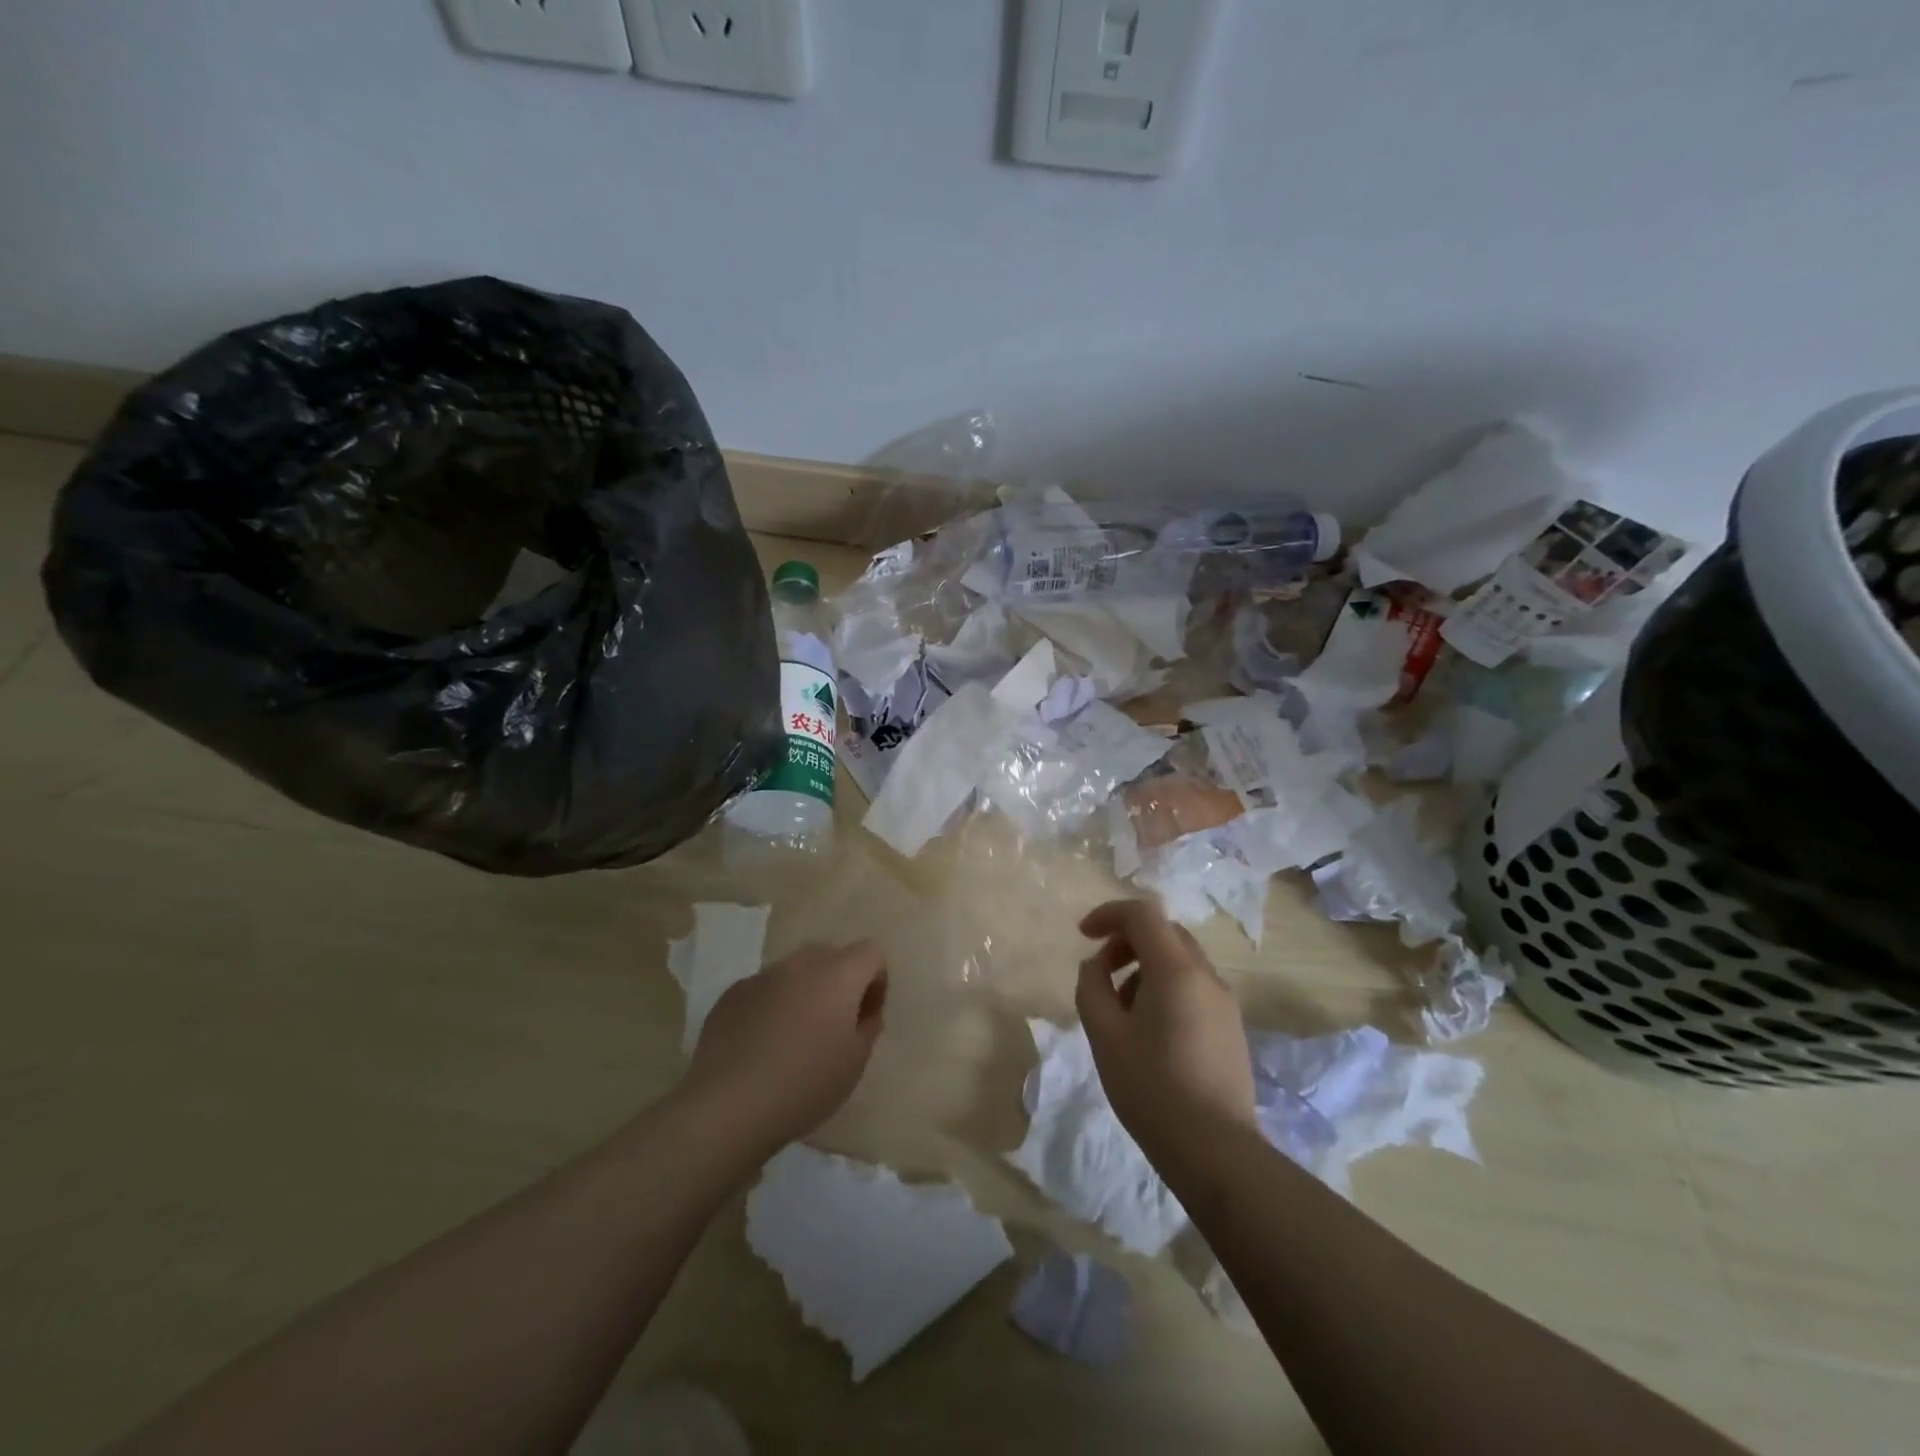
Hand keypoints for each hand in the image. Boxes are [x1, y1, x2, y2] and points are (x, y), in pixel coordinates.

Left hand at [681, 941, 887, 1158]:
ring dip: (804, 992)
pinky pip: (763, 989)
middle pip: (831, 956)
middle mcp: (801, 964)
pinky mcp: (732, 994)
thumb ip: (867, 1027)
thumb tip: (864, 1012)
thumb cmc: (805, 1084)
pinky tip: (761, 1044)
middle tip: (834, 1024)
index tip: (867, 1015)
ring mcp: (762, 976)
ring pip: (794, 972)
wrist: (729, 1106)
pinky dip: (771, 1005)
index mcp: (838, 975)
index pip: (871, 953)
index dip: (876, 980)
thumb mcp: (854, 1063)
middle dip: (840, 982)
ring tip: (795, 1036)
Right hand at [1075, 899, 1256, 1150]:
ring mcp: (1225, 1002)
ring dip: (1146, 966)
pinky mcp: (1232, 1028)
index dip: (1109, 914)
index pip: (1144, 914)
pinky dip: (1166, 987)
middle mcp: (1207, 976)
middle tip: (1101, 970)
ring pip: (1181, 960)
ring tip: (1120, 1007)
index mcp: (1176, 970)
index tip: (1083, 934)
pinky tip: (1149, 1030)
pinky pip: (1194, 987)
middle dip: (1128, 939)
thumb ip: (1092, 987)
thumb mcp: (1105, 1035)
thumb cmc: (1152, 1088)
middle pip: (1166, 933)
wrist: (1215, 1150)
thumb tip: (1096, 965)